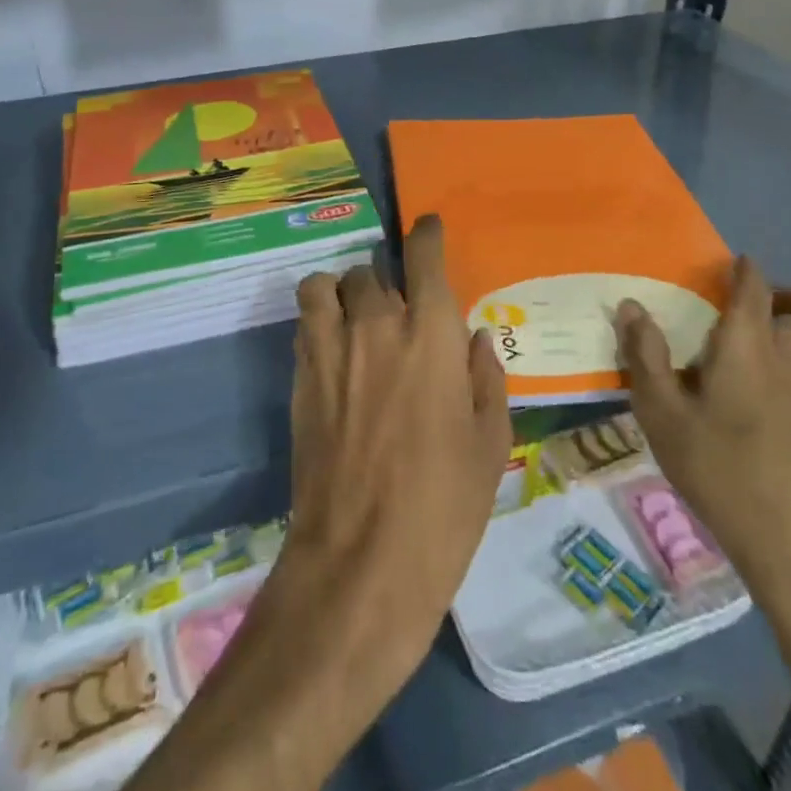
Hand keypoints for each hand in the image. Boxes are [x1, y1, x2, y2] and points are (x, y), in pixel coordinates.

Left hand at [279, 215, 511, 690]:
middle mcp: (378, 326)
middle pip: (370, 271)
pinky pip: (305, 322)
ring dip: (342, 291)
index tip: (426, 228)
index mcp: (433, 336)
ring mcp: (332, 349)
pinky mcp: (300, 378)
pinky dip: (319, 319)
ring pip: (326, 285)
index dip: (425, 234)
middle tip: (398, 311)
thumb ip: (485, 378)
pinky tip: (334, 351)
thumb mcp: (490, 445)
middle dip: (385, 281)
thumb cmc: (444, 507)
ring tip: (354, 317)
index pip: (423, 258)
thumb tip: (474, 338)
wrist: (361, 563)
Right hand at [615, 255, 790, 606]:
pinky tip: (782, 397)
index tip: (727, 267)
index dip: (743, 269)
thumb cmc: (722, 472)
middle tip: (757, 312)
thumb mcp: (663, 416)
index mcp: (750, 345)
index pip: (754, 285)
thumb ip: (645, 357)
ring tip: (769, 349)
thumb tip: (630, 307)